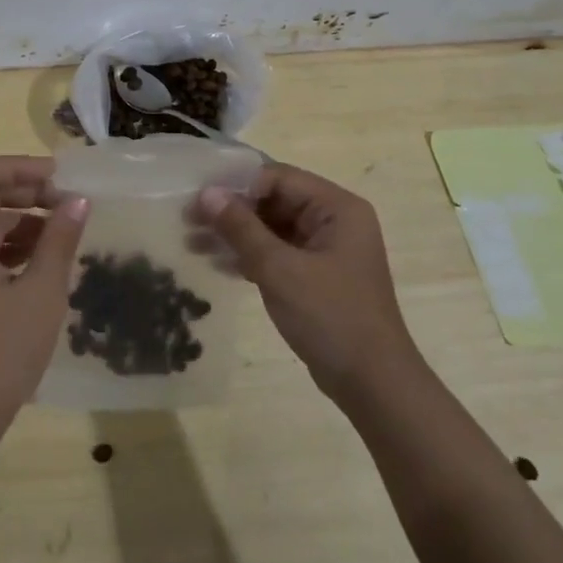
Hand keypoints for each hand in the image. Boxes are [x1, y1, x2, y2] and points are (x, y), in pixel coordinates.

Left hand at [0, 157, 87, 442]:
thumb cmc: (1, 352)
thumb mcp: (41, 292)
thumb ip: (59, 240)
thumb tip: (78, 200)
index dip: (18, 167)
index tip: (59, 178)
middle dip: (27, 192)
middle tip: (70, 202)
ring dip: (25, 220)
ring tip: (67, 230)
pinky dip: (16, 246)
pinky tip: (48, 259)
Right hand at [198, 164, 415, 403]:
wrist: (373, 384)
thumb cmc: (330, 317)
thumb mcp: (279, 269)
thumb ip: (241, 227)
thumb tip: (207, 193)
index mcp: (337, 207)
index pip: (278, 178)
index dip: (238, 185)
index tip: (199, 200)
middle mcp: (334, 220)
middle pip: (274, 200)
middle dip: (232, 211)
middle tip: (188, 221)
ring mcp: (326, 249)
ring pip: (272, 227)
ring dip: (235, 234)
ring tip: (193, 244)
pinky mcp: (316, 275)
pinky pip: (277, 252)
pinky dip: (250, 255)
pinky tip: (217, 264)